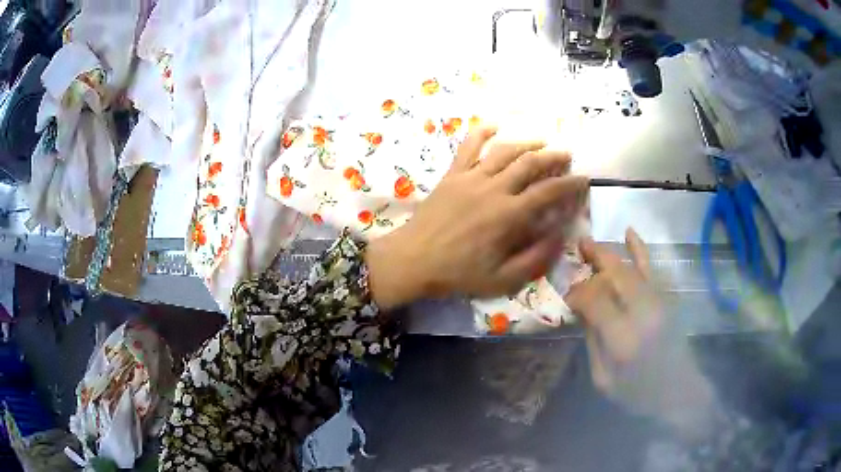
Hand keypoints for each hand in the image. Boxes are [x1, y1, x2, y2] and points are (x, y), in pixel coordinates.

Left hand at [366, 126, 588, 308]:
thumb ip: (534, 259)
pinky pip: (468, 146)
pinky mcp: (452, 174)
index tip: (583, 179)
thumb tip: (559, 236)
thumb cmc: (458, 273)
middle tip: (566, 156)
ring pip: (504, 151)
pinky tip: (493, 125)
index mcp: (508, 215)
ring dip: (526, 144)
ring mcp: (470, 177)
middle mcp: (493, 189)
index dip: (570, 184)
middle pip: (530, 163)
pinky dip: (482, 132)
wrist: (413, 260)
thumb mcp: (502, 279)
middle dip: (553, 157)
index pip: (548, 192)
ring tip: (541, 143)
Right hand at [567, 228, 717, 435]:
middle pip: (613, 275)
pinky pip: (651, 267)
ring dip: (607, 252)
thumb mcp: (604, 379)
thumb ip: (592, 340)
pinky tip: (629, 232)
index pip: (594, 300)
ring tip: (588, 242)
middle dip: (591, 262)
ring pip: (629, 267)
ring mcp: (658, 302)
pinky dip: (639, 248)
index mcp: (623, 339)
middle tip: (573, 255)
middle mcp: (643, 313)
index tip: (567, 296)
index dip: (576, 292)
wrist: (678, 391)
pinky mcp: (667, 299)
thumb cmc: (638, 393)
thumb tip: (580, 308)